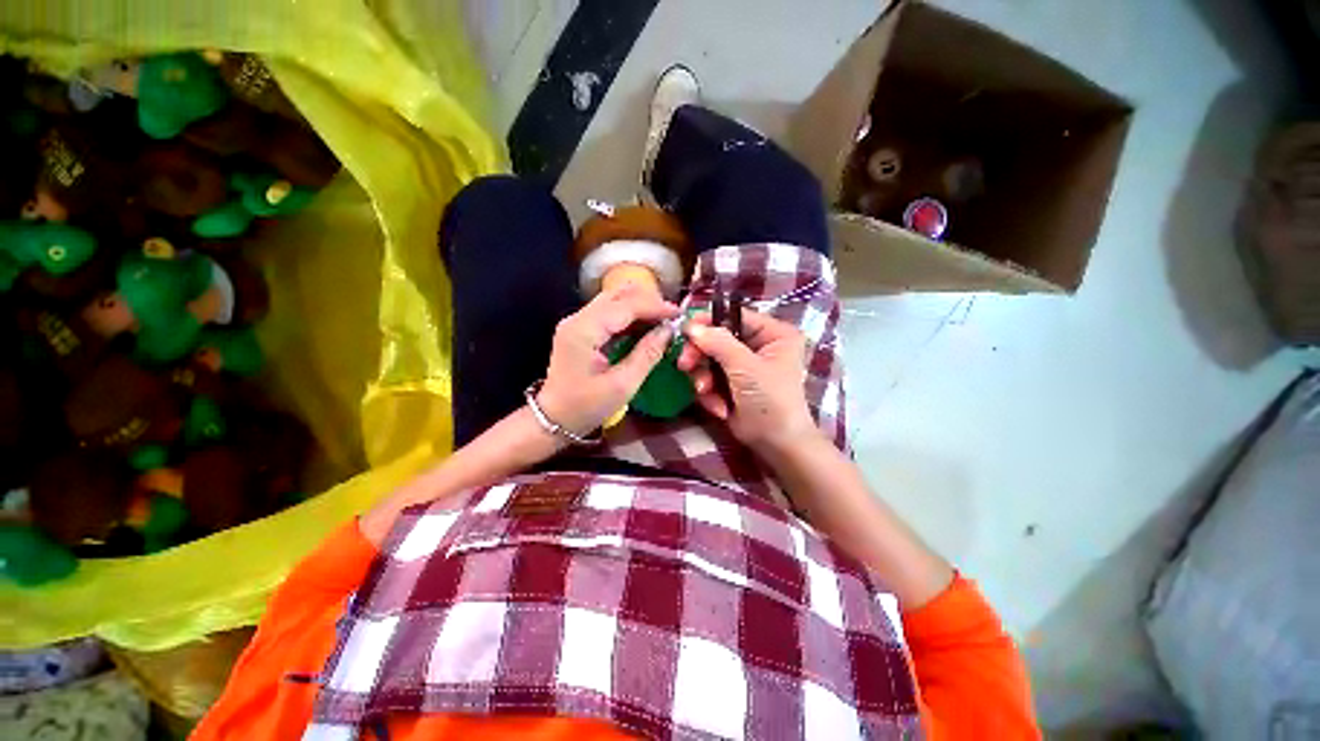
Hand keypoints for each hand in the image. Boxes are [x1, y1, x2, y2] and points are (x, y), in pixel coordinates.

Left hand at [537, 285, 679, 436]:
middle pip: (618, 295)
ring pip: (613, 299)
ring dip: (639, 306)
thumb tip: (668, 332)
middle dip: (648, 301)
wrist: (554, 418)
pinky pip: (608, 312)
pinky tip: (644, 326)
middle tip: (671, 317)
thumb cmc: (587, 406)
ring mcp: (576, 321)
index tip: (678, 314)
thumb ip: (647, 354)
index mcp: (585, 330)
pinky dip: (629, 315)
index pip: (625, 305)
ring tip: (662, 320)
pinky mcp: (579, 328)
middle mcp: (577, 318)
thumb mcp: (623, 385)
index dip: (654, 306)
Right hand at [678, 309, 820, 453]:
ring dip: (703, 378)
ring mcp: (742, 366)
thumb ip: (718, 343)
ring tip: (705, 391)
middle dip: (701, 355)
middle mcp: (758, 345)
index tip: (685, 329)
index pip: (735, 316)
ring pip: (709, 360)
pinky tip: (720, 408)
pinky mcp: (730, 384)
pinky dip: (710, 394)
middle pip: (717, 338)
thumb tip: (690, 326)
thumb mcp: (746, 368)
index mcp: (773, 334)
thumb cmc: (770, 400)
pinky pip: (710, 379)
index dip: (709, 321)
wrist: (776, 445)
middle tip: (684, 365)